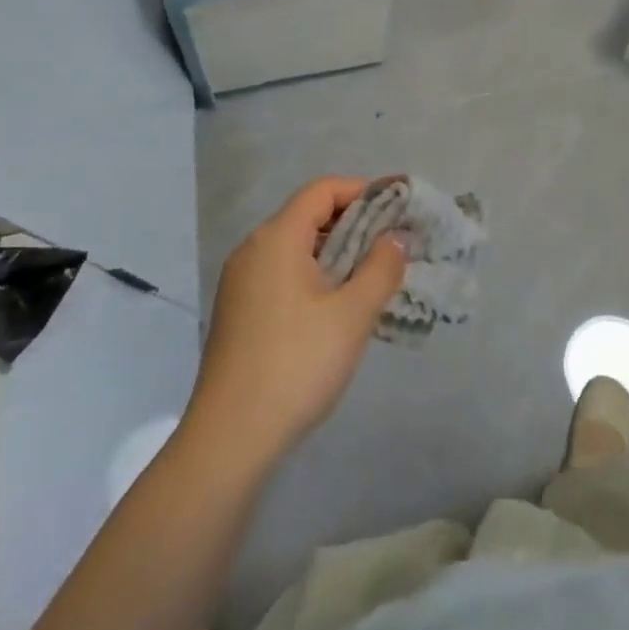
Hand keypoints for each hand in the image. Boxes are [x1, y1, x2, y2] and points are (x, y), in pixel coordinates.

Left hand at [187, 176, 404, 465]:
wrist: (229, 439)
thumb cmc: (297, 364)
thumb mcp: (352, 314)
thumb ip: (381, 267)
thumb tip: (395, 237)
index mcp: (276, 238)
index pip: (323, 190)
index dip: (364, 190)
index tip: (399, 207)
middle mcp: (253, 250)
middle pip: (309, 215)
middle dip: (354, 222)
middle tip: (393, 243)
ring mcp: (240, 282)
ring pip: (296, 247)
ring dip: (337, 251)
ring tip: (372, 276)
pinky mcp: (239, 311)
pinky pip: (283, 273)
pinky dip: (315, 274)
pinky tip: (338, 306)